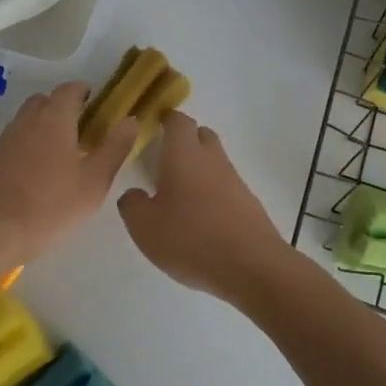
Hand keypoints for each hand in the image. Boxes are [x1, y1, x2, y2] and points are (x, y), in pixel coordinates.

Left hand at [0, 82, 138, 260]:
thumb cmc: (50, 207)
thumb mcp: (94, 182)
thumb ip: (115, 148)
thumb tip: (131, 120)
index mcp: (54, 119)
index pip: (69, 89)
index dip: (84, 91)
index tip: (96, 103)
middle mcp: (25, 121)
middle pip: (44, 101)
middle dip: (62, 107)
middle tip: (80, 129)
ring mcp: (3, 139)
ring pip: (25, 121)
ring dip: (42, 126)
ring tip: (58, 153)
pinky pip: (12, 141)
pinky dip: (25, 146)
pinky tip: (33, 173)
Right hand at [117, 112, 287, 303]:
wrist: (253, 267)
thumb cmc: (191, 239)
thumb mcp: (145, 227)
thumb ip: (132, 205)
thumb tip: (133, 194)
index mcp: (184, 155)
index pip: (178, 121)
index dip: (166, 118)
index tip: (154, 123)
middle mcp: (212, 160)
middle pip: (201, 136)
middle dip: (185, 140)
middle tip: (164, 158)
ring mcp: (235, 182)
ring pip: (215, 162)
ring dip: (199, 169)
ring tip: (179, 193)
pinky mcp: (249, 205)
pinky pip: (226, 187)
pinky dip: (212, 193)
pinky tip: (201, 218)